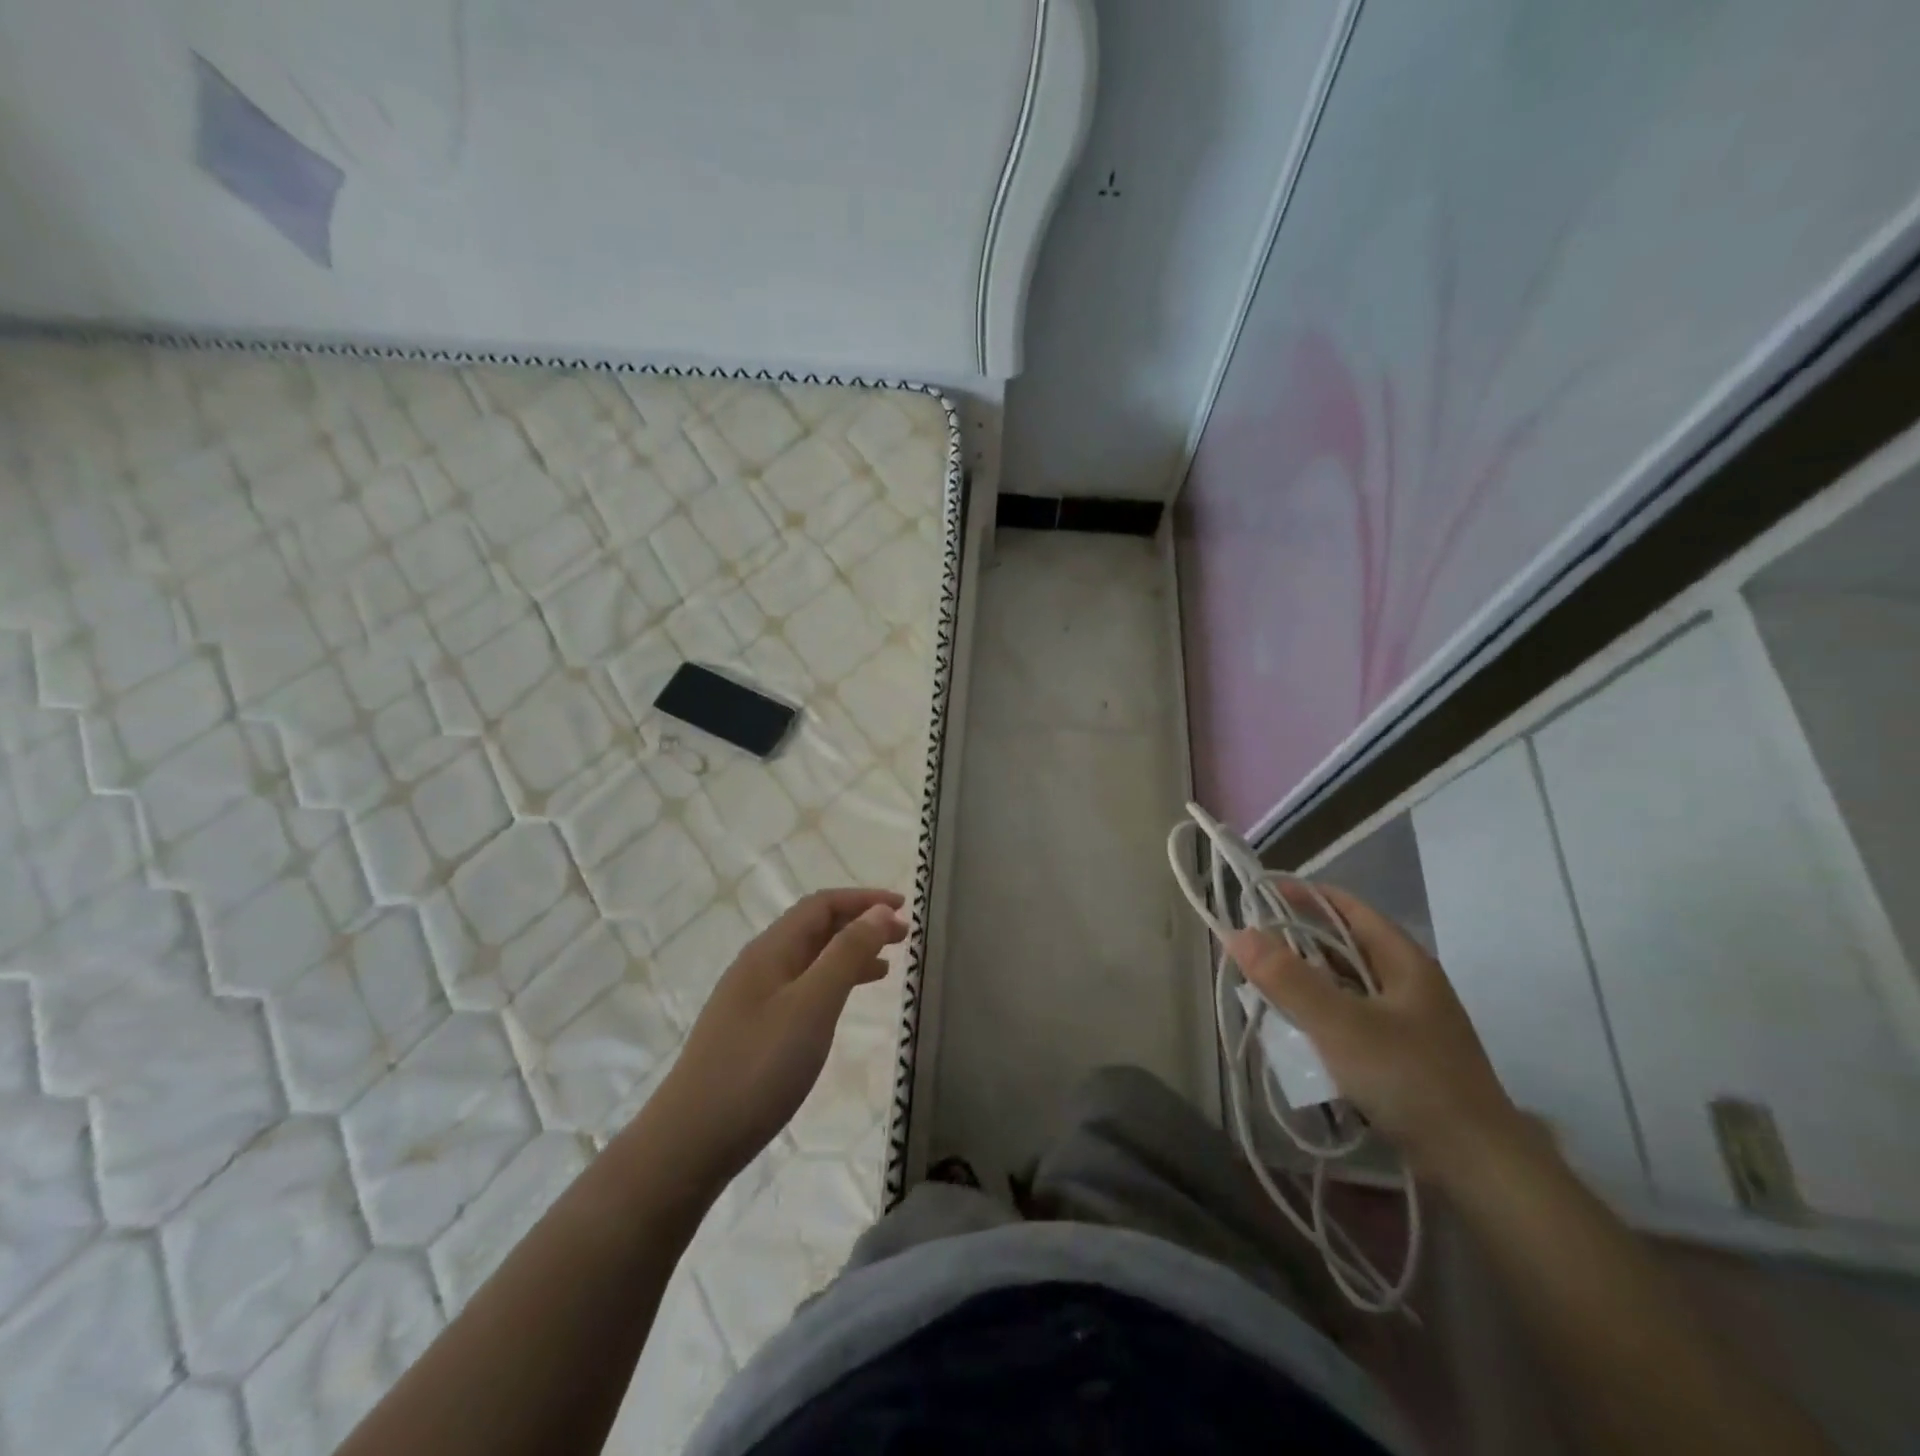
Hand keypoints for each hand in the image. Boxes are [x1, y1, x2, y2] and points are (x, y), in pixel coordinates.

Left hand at [655, 888, 907, 1188]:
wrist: (690, 1142)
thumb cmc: (758, 1068)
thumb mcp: (812, 1006)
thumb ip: (846, 954)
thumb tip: (880, 911)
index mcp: (770, 950)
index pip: (821, 905)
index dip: (864, 900)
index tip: (904, 908)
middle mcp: (759, 965)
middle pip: (814, 928)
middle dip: (860, 924)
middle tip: (903, 938)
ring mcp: (752, 1000)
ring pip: (809, 960)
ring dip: (848, 954)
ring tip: (885, 966)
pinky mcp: (752, 1031)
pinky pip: (801, 989)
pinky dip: (831, 984)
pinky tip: (844, 1004)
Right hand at [1226, 885, 1529, 1185]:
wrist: (1479, 1166)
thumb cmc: (1409, 1078)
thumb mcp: (1340, 1025)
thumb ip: (1287, 978)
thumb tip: (1237, 932)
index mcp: (1404, 960)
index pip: (1347, 907)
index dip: (1303, 895)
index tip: (1258, 895)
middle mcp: (1409, 982)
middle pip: (1345, 945)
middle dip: (1297, 942)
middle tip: (1251, 946)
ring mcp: (1409, 1021)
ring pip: (1347, 985)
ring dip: (1307, 982)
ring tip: (1264, 986)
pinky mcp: (1404, 1056)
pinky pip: (1352, 1019)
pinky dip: (1322, 1016)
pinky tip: (1298, 1033)